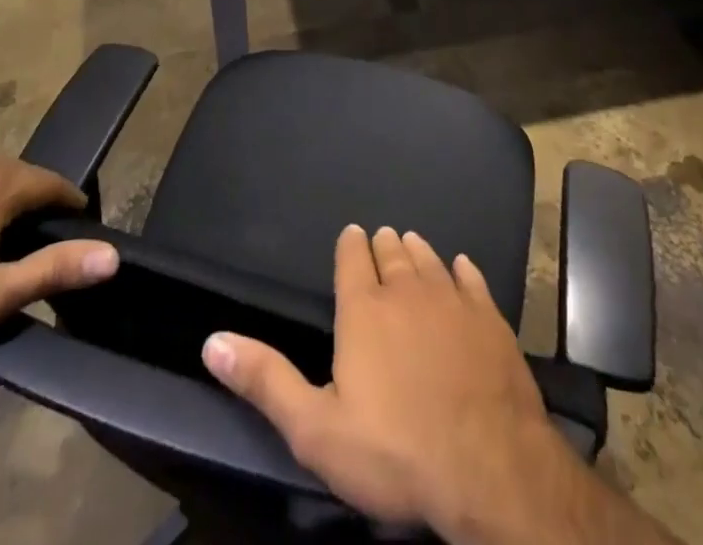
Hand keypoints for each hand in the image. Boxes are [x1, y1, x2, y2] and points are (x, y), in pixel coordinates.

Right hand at [202, 224, 560, 535]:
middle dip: (383, 245)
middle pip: (391, 253)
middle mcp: (407, 290)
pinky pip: (472, 279)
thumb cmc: (395, 452)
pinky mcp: (490, 318)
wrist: (489, 469)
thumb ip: (265, 380)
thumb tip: (212, 342)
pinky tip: (461, 267)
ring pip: (429, 260)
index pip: (352, 258)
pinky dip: (462, 270)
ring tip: (410, 243)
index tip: (352, 234)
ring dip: (417, 251)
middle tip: (382, 238)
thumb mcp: (316, 428)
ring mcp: (452, 300)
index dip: (350, 244)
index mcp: (364, 309)